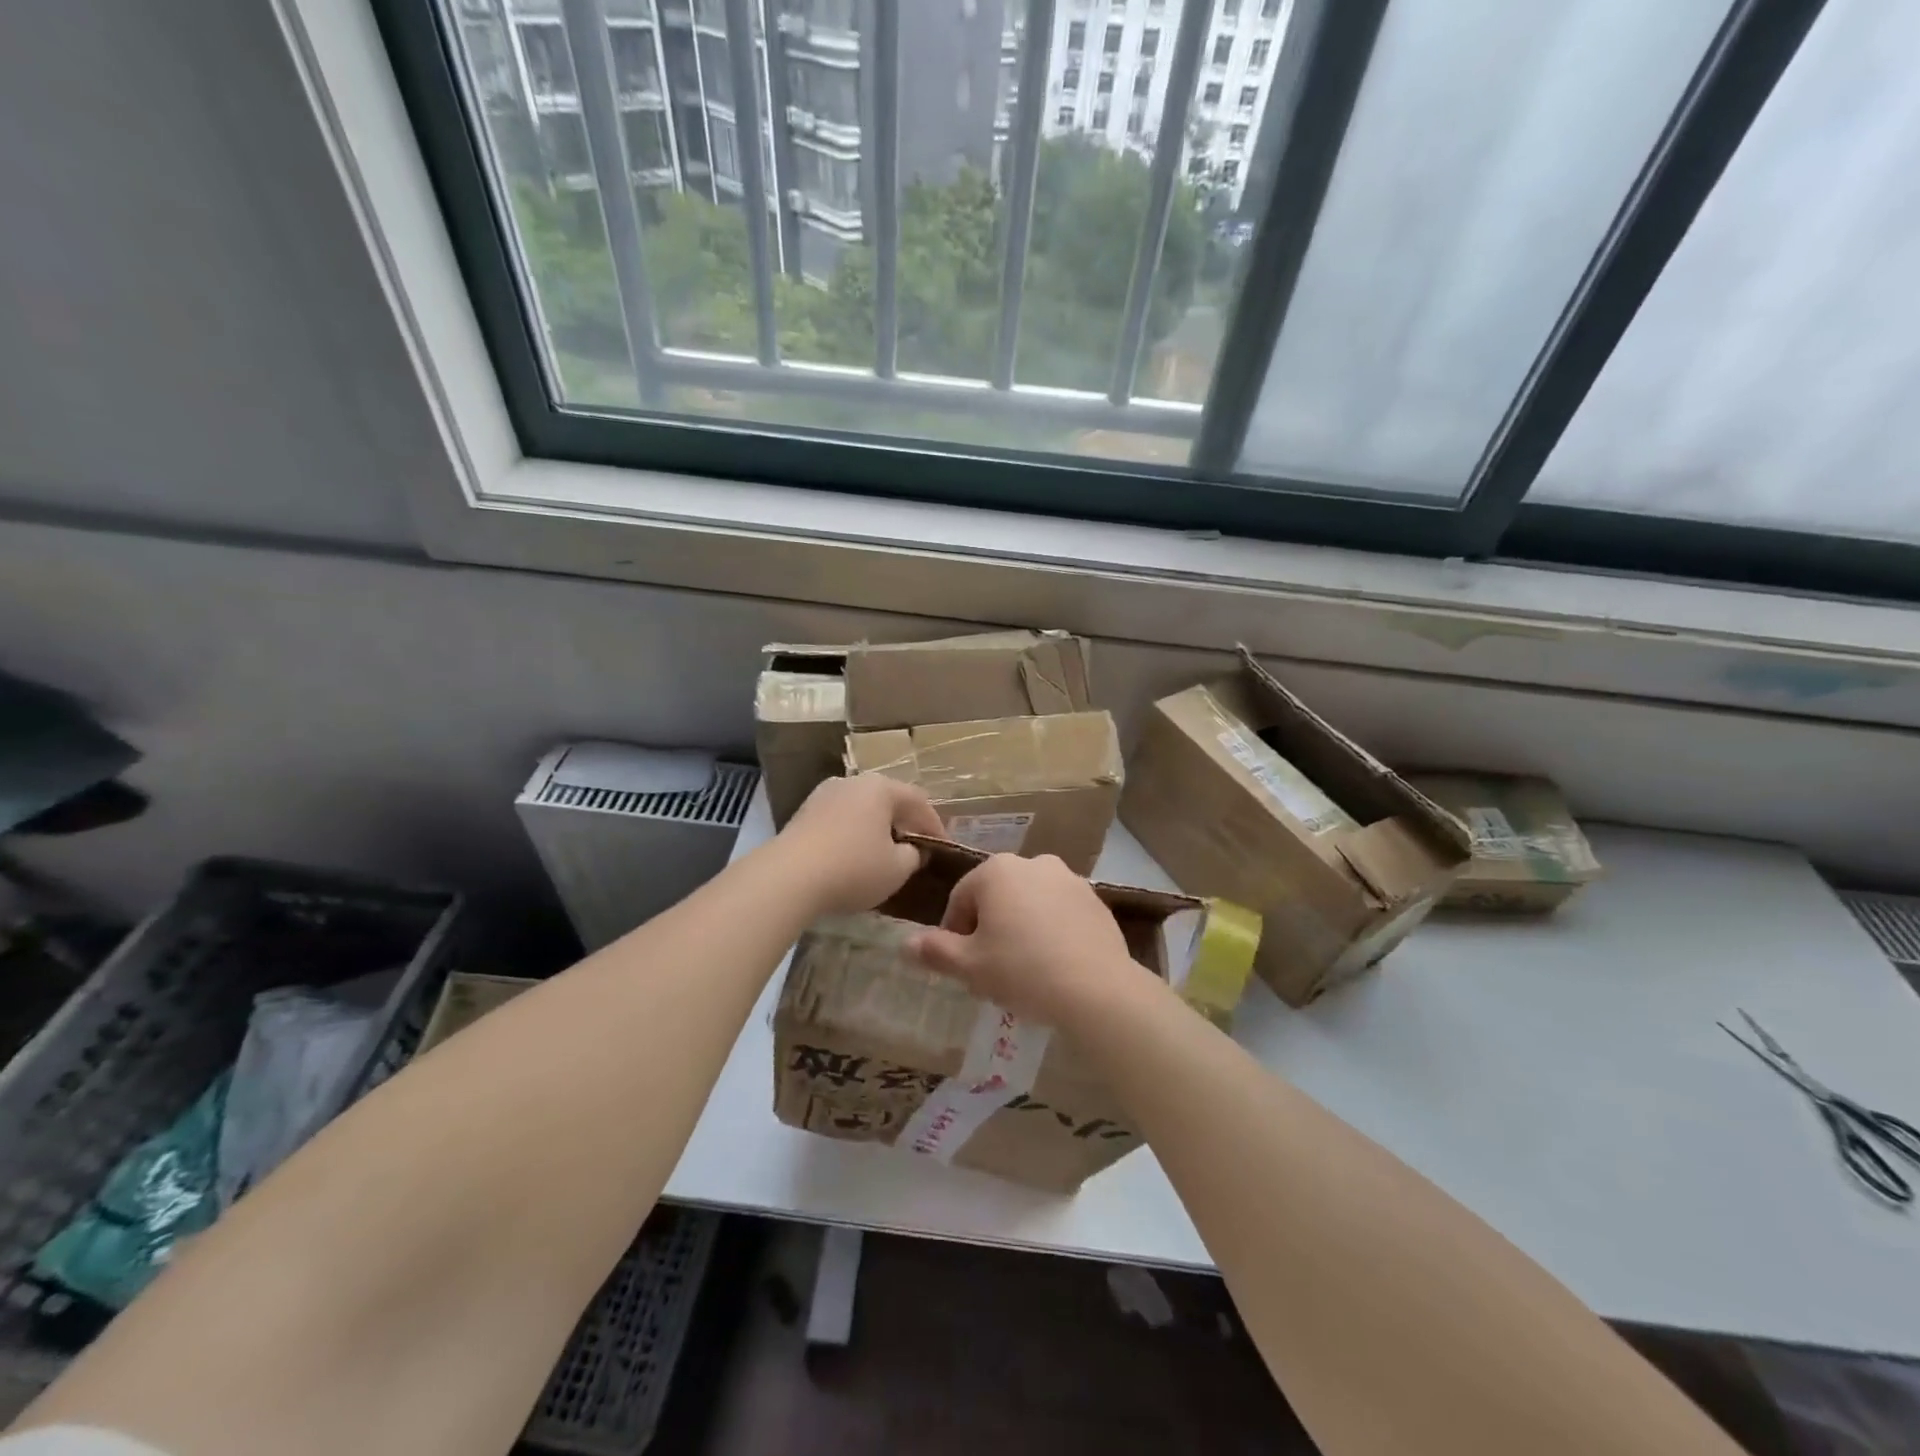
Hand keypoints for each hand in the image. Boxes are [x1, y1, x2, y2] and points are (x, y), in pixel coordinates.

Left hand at [776, 774, 945, 914]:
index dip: (935, 826)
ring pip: (861, 810)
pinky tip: (852, 858)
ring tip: (883, 855)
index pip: (919, 801)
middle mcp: (852, 782)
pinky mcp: (802, 814)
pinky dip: (852, 836)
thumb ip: (913, 856)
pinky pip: (839, 821)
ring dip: (875, 829)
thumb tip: (913, 850)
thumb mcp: (897, 869)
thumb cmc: (853, 868)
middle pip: (888, 801)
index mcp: (881, 787)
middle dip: (904, 824)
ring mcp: (823, 795)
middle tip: (915, 848)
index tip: (943, 848)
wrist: (788, 877)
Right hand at [907, 853, 1147, 1026]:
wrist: (1096, 988)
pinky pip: (1060, 913)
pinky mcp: (1095, 900)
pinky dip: (1051, 931)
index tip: (961, 965)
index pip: (961, 899)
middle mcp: (1033, 863)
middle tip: (990, 970)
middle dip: (988, 929)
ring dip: (1020, 928)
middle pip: (996, 897)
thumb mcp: (969, 967)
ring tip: (1023, 970)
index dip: (954, 934)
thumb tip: (905, 944)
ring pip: (1029, 904)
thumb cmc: (1022, 970)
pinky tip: (1054, 965)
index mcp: (997, 870)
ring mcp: (1069, 879)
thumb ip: (935, 951)